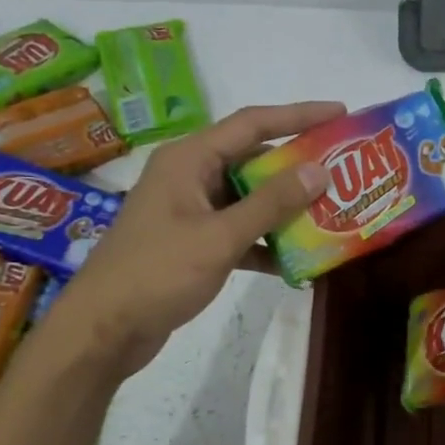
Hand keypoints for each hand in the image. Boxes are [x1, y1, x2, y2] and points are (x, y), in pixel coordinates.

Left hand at [49, 101, 344, 377]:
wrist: (101, 331)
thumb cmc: (156, 273)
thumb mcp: (220, 237)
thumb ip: (270, 203)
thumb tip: (319, 170)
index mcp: (190, 159)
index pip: (253, 123)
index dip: (299, 115)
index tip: (341, 112)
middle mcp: (190, 176)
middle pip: (253, 159)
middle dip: (297, 166)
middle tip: (342, 169)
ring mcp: (190, 210)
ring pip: (248, 197)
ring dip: (284, 207)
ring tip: (330, 212)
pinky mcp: (192, 242)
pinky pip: (238, 230)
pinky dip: (264, 241)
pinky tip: (295, 261)